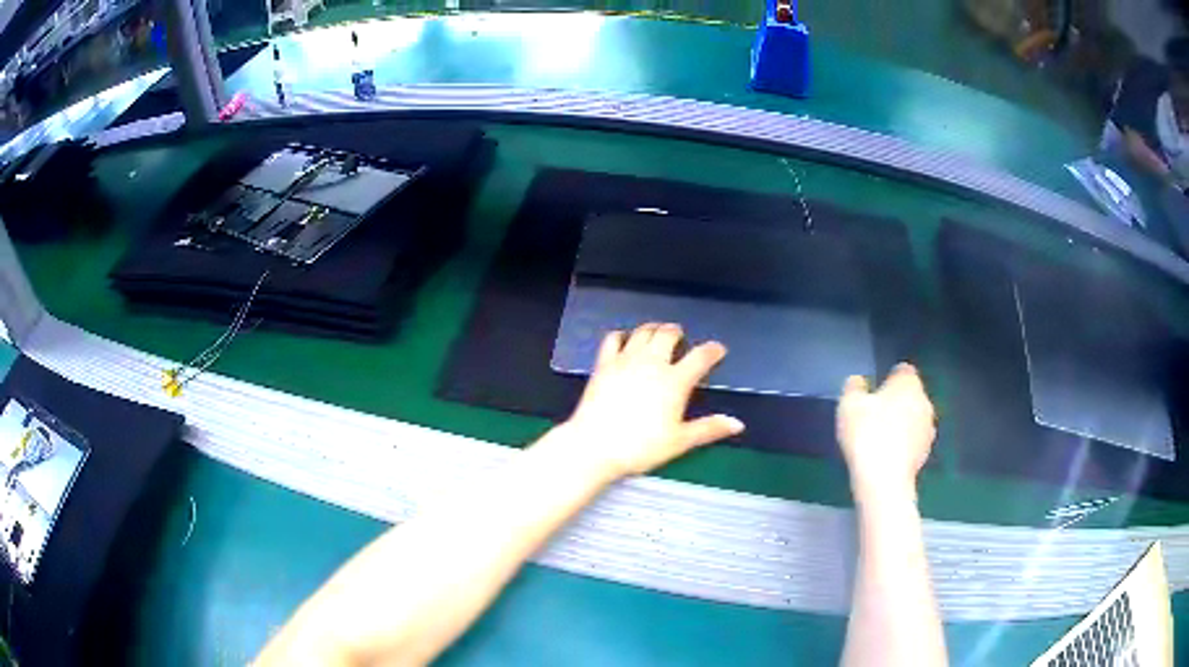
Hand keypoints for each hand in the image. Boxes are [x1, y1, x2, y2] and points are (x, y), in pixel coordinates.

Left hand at [563, 323, 744, 479]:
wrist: (595, 445)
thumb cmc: (641, 446)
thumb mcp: (679, 441)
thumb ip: (709, 429)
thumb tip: (738, 423)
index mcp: (675, 381)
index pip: (700, 357)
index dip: (713, 350)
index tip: (719, 349)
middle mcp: (652, 363)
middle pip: (668, 335)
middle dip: (677, 332)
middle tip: (681, 337)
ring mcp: (625, 360)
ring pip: (643, 332)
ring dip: (653, 329)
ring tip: (657, 332)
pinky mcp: (603, 364)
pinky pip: (614, 339)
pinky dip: (623, 335)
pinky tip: (625, 340)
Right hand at [837, 364, 935, 500]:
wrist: (884, 481)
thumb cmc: (867, 434)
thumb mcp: (849, 405)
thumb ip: (854, 387)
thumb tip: (858, 381)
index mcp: (909, 383)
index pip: (903, 370)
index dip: (888, 378)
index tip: (874, 391)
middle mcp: (925, 401)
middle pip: (910, 395)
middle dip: (896, 402)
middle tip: (873, 415)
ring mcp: (928, 429)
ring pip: (914, 418)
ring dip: (901, 424)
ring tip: (879, 438)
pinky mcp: (926, 453)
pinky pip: (913, 441)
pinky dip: (903, 444)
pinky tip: (886, 455)